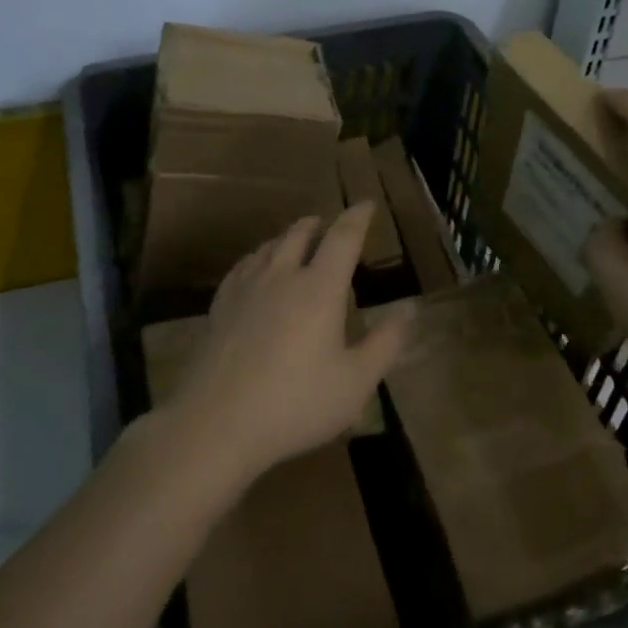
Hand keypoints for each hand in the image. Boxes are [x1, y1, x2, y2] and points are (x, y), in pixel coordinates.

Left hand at [163, 203, 410, 484]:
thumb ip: (386, 342)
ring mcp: (246, 289)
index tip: (366, 203)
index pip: (343, 238)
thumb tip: (410, 308)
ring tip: (294, 240)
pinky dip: (257, 258)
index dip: (357, 217)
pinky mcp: (220, 307)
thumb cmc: (296, 403)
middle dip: (318, 224)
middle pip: (300, 234)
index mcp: (320, 288)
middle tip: (327, 223)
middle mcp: (282, 276)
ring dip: (286, 237)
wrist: (216, 423)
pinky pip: (242, 267)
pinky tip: (254, 269)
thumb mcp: (355, 381)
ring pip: (268, 247)